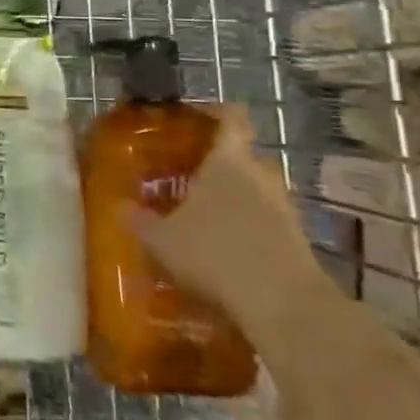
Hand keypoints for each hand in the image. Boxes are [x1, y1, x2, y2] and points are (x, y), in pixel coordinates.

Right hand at [121, 103, 316, 329]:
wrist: (284, 307)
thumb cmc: (215, 253)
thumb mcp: (162, 239)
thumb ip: (141, 221)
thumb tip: (121, 208)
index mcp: (228, 160)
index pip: (231, 118)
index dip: (215, 112)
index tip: (194, 116)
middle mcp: (260, 175)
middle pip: (244, 155)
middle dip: (221, 162)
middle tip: (189, 173)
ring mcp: (284, 209)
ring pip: (257, 190)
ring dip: (236, 198)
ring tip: (205, 214)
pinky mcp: (297, 242)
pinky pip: (268, 222)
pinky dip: (249, 229)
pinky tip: (225, 249)